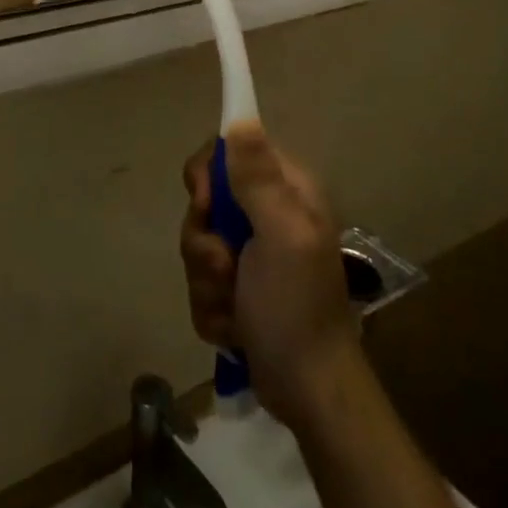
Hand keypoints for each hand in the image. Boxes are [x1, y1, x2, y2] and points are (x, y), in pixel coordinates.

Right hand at [180, 121, 358, 431]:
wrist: (309, 391)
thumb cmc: (297, 306)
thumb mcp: (280, 234)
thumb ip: (257, 177)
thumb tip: (240, 116)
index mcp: (284, 191)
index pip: (229, 151)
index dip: (208, 174)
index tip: (205, 202)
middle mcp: (267, 214)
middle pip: (205, 201)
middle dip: (205, 241)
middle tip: (226, 266)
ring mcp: (250, 254)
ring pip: (198, 243)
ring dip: (207, 280)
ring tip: (234, 307)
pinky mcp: (237, 288)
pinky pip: (201, 281)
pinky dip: (212, 307)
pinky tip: (234, 328)